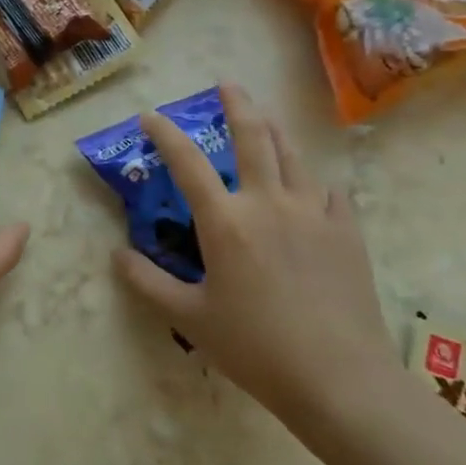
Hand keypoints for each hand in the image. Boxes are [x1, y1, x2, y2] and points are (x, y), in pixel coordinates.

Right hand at [113, 83, 393, 426]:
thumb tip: (117, 254)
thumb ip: (148, 283)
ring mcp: (314, 212)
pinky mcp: (347, 231)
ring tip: (265, 119)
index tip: (150, 116)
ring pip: (293, 155)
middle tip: (226, 85)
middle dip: (236, 105)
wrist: (340, 379)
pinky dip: (314, 181)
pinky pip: (330, 191)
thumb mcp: (190, 318)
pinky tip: (312, 188)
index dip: (164, 134)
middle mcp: (268, 202)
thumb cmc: (256, 348)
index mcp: (226, 221)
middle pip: (252, 137)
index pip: (186, 162)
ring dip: (274, 131)